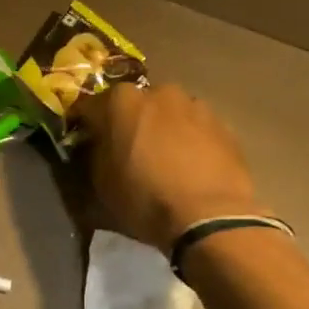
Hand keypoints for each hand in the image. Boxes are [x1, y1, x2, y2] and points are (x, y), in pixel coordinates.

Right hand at [78, 82, 263, 250]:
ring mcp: (196, 106)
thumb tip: (96, 145)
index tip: (84, 143)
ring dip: (162, 130)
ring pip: (169, 114)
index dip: (85, 126)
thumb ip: (94, 154)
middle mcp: (159, 92)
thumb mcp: (101, 184)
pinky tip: (189, 168)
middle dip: (128, 123)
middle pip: (135, 105)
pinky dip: (189, 142)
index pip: (90, 107)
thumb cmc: (144, 199)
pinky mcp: (224, 126)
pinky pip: (196, 130)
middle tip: (126, 151)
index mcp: (121, 101)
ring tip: (163, 161)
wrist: (208, 216)